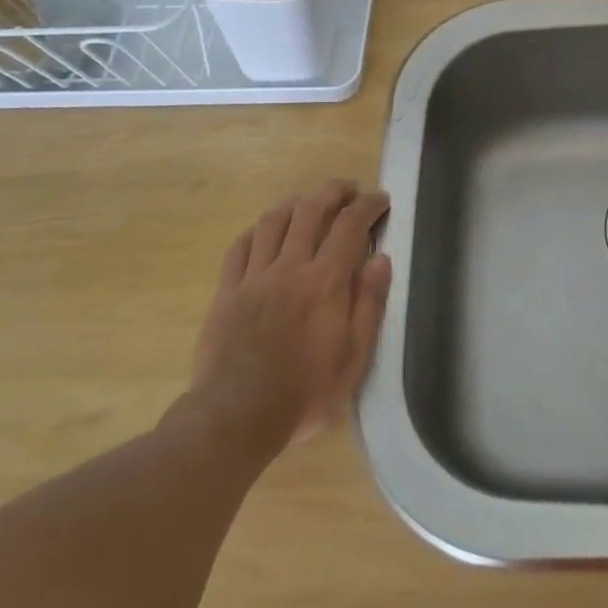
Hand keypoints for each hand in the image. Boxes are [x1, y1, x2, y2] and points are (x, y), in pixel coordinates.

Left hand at [186, 178, 392, 453]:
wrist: (236, 417)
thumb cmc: (305, 392)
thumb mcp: (354, 357)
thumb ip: (369, 304)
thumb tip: (381, 259)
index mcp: (325, 281)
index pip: (350, 225)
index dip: (368, 205)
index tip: (380, 200)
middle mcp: (289, 267)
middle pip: (310, 210)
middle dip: (333, 192)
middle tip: (348, 190)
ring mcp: (254, 277)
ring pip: (272, 221)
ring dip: (295, 203)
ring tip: (308, 202)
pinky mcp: (227, 292)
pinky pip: (239, 247)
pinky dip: (256, 230)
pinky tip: (264, 231)